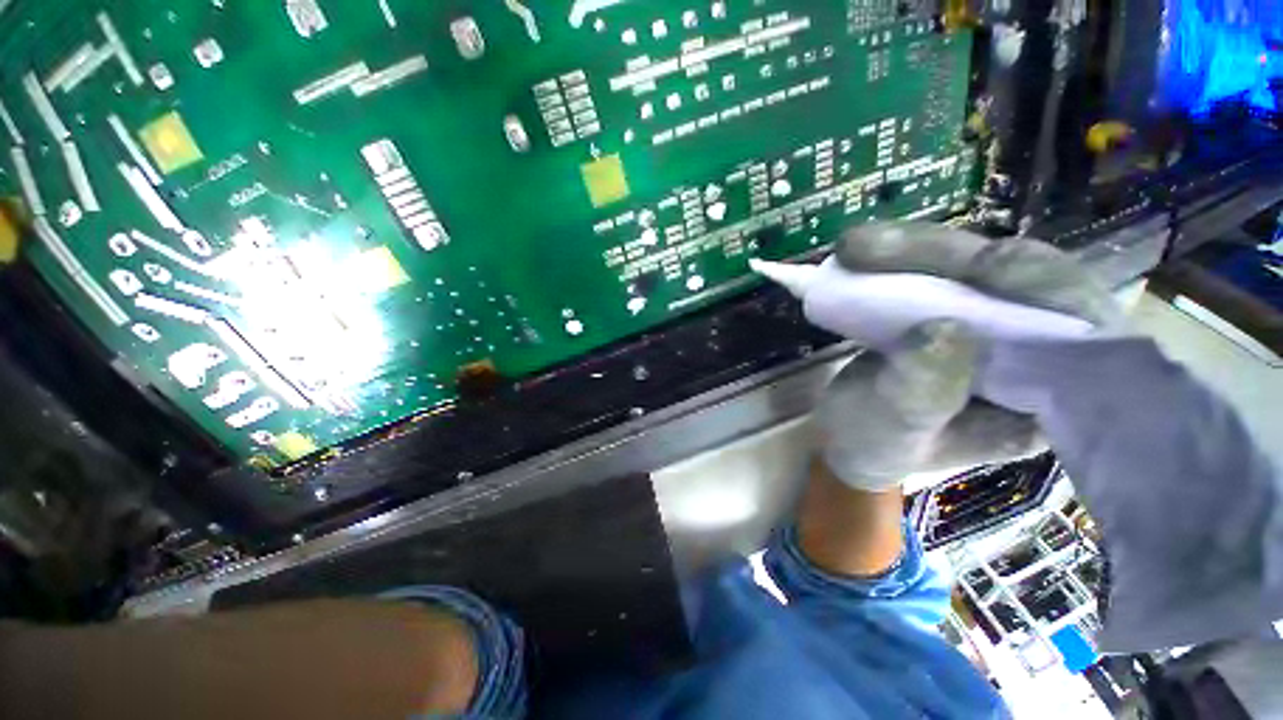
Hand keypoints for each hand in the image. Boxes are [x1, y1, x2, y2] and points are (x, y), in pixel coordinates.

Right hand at [803, 222, 1117, 490]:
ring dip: (916, 249)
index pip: (1080, 332)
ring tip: (852, 248)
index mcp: (1050, 401)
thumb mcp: (891, 431)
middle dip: (951, 256)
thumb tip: (945, 329)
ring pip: (977, 265)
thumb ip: (920, 393)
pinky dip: (901, 257)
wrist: (846, 435)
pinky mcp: (953, 307)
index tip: (982, 265)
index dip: (1043, 288)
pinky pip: (941, 270)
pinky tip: (862, 254)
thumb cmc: (872, 445)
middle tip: (869, 247)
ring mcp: (993, 324)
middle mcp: (1038, 353)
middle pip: (1023, 280)